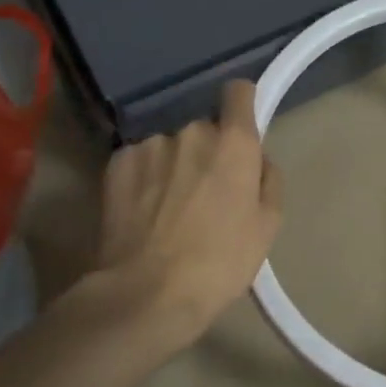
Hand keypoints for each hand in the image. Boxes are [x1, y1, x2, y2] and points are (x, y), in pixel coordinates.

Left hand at [95, 80, 282, 336]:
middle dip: (208, 154)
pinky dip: (144, 179)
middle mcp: (191, 132)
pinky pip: (140, 161)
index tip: (241, 128)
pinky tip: (142, 213)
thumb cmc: (219, 263)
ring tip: (168, 211)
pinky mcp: (117, 163)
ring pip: (170, 148)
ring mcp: (150, 145)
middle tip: (206, 196)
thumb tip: (258, 162)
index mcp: (233, 144)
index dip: (243, 105)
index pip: (239, 92)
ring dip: (174, 167)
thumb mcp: (267, 228)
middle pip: (205, 130)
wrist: (147, 293)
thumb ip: (269, 181)